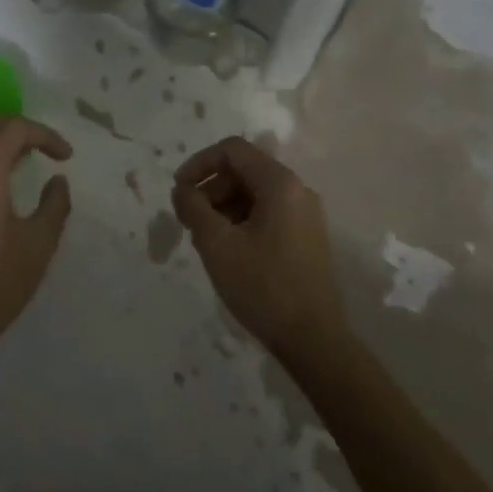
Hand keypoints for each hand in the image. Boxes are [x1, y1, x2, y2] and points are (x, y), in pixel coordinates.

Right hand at [172, 137, 349, 365]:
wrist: (313, 340)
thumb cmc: (263, 286)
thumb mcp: (217, 244)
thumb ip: (193, 207)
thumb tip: (182, 189)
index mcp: (280, 183)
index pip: (232, 150)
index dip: (199, 163)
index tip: (179, 190)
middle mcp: (297, 190)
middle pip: (242, 171)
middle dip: (210, 189)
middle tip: (188, 221)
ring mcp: (304, 215)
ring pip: (253, 193)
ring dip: (222, 207)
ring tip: (204, 240)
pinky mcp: (305, 237)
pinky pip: (266, 213)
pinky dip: (240, 221)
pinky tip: (226, 251)